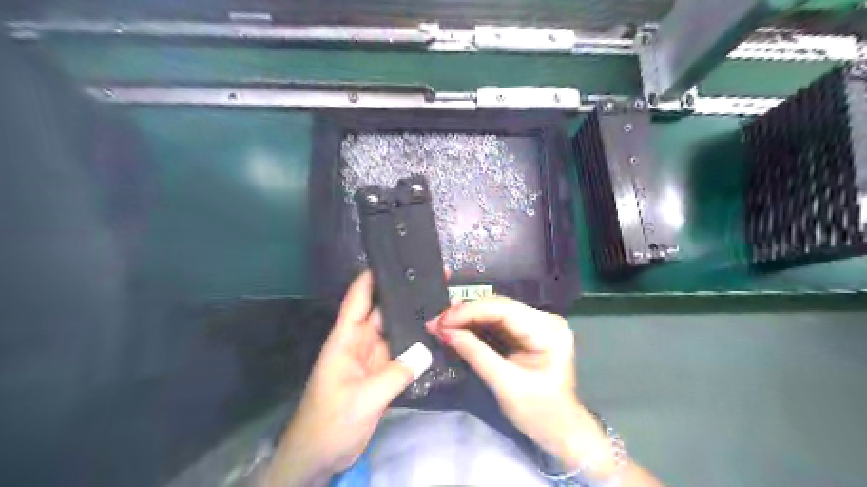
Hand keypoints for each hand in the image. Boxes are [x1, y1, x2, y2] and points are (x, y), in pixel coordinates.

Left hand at [265, 273, 425, 485]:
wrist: (319, 458)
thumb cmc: (329, 423)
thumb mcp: (363, 398)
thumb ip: (396, 374)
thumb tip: (426, 349)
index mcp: (346, 338)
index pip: (359, 297)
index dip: (373, 276)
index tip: (397, 258)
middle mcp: (360, 342)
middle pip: (384, 311)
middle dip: (406, 296)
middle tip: (435, 281)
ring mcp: (372, 359)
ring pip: (396, 332)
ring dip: (414, 321)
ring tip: (442, 305)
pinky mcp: (382, 375)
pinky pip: (402, 355)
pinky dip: (417, 347)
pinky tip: (436, 338)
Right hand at [426, 296, 614, 474]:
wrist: (561, 431)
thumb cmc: (539, 413)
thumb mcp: (504, 384)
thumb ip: (474, 353)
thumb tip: (443, 331)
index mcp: (547, 330)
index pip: (503, 309)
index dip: (469, 312)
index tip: (440, 321)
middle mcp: (545, 319)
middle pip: (498, 307)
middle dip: (465, 314)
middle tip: (435, 323)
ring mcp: (537, 324)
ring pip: (495, 312)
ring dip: (467, 318)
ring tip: (441, 324)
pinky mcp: (527, 332)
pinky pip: (498, 322)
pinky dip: (476, 325)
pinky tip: (457, 327)